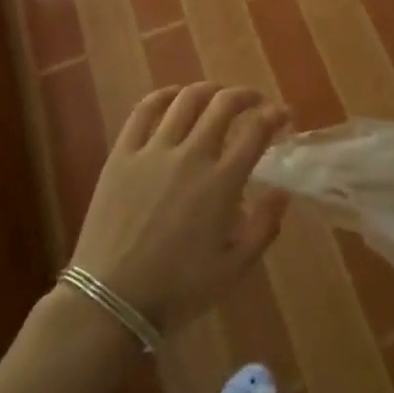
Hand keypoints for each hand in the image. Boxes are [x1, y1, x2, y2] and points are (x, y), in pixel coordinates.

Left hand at [71, 84, 289, 333]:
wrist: (110, 303)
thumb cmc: (177, 290)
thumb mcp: (233, 270)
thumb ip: (264, 227)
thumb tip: (282, 190)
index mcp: (221, 182)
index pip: (256, 131)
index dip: (274, 115)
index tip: (283, 114)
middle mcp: (191, 155)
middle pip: (223, 104)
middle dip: (246, 95)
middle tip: (254, 102)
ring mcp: (153, 150)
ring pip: (186, 100)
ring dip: (209, 90)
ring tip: (217, 95)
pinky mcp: (122, 154)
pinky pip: (143, 111)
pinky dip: (162, 95)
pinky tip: (173, 96)